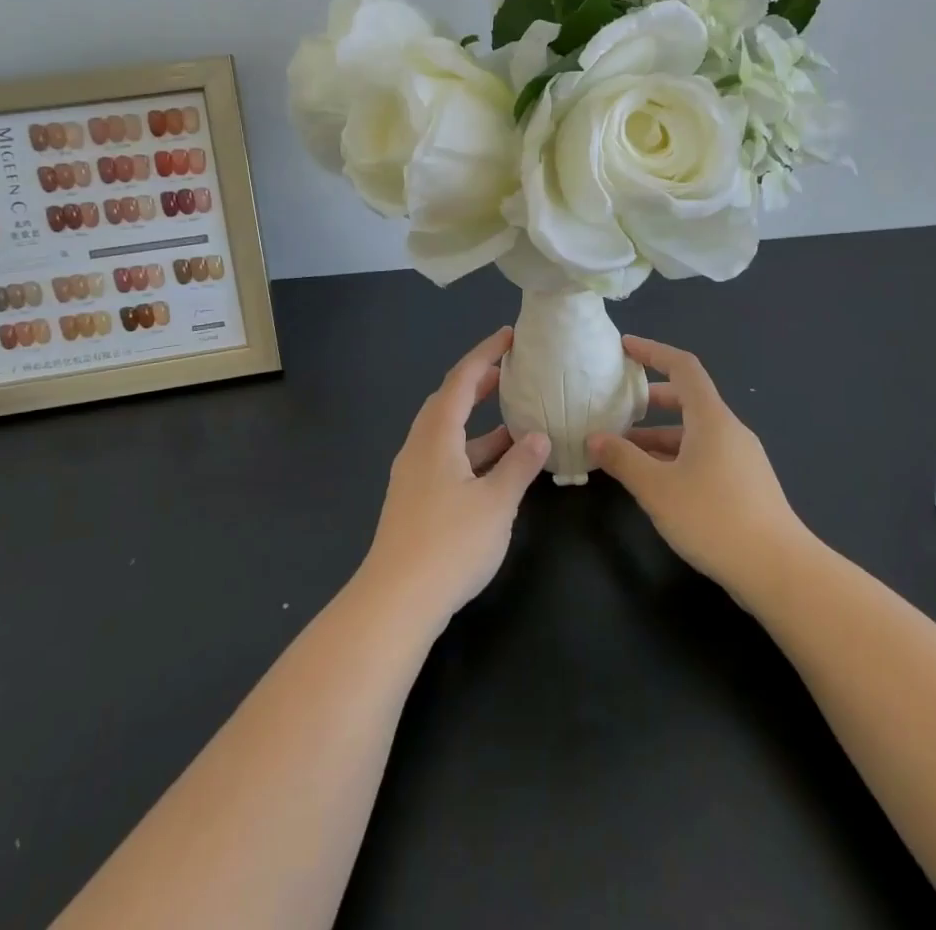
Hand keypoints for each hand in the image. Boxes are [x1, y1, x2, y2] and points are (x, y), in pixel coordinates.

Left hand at [359, 327, 548, 625]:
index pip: (461, 380)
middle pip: (448, 401)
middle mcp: (419, 446)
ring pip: (446, 431)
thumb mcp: (496, 503)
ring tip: (512, 416)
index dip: (485, 354)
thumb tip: (539, 437)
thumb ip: (519, 466)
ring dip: (476, 419)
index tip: (509, 336)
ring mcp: (413, 473)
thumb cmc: (449, 543)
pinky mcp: (414, 498)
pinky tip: (495, 466)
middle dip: (479, 382)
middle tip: (510, 370)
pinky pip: (445, 456)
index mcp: (436, 436)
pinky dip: (471, 449)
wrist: (396, 600)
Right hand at [588, 335, 804, 605]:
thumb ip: (623, 460)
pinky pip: (704, 456)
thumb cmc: (714, 518)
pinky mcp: (745, 486)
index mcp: (712, 419)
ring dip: (658, 436)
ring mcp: (741, 459)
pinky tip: (655, 482)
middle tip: (616, 406)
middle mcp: (729, 430)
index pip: (683, 367)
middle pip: (687, 400)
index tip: (624, 348)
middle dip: (649, 400)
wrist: (780, 572)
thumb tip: (596, 438)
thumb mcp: (657, 489)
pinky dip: (675, 458)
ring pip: (693, 433)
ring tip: (623, 452)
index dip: (653, 352)